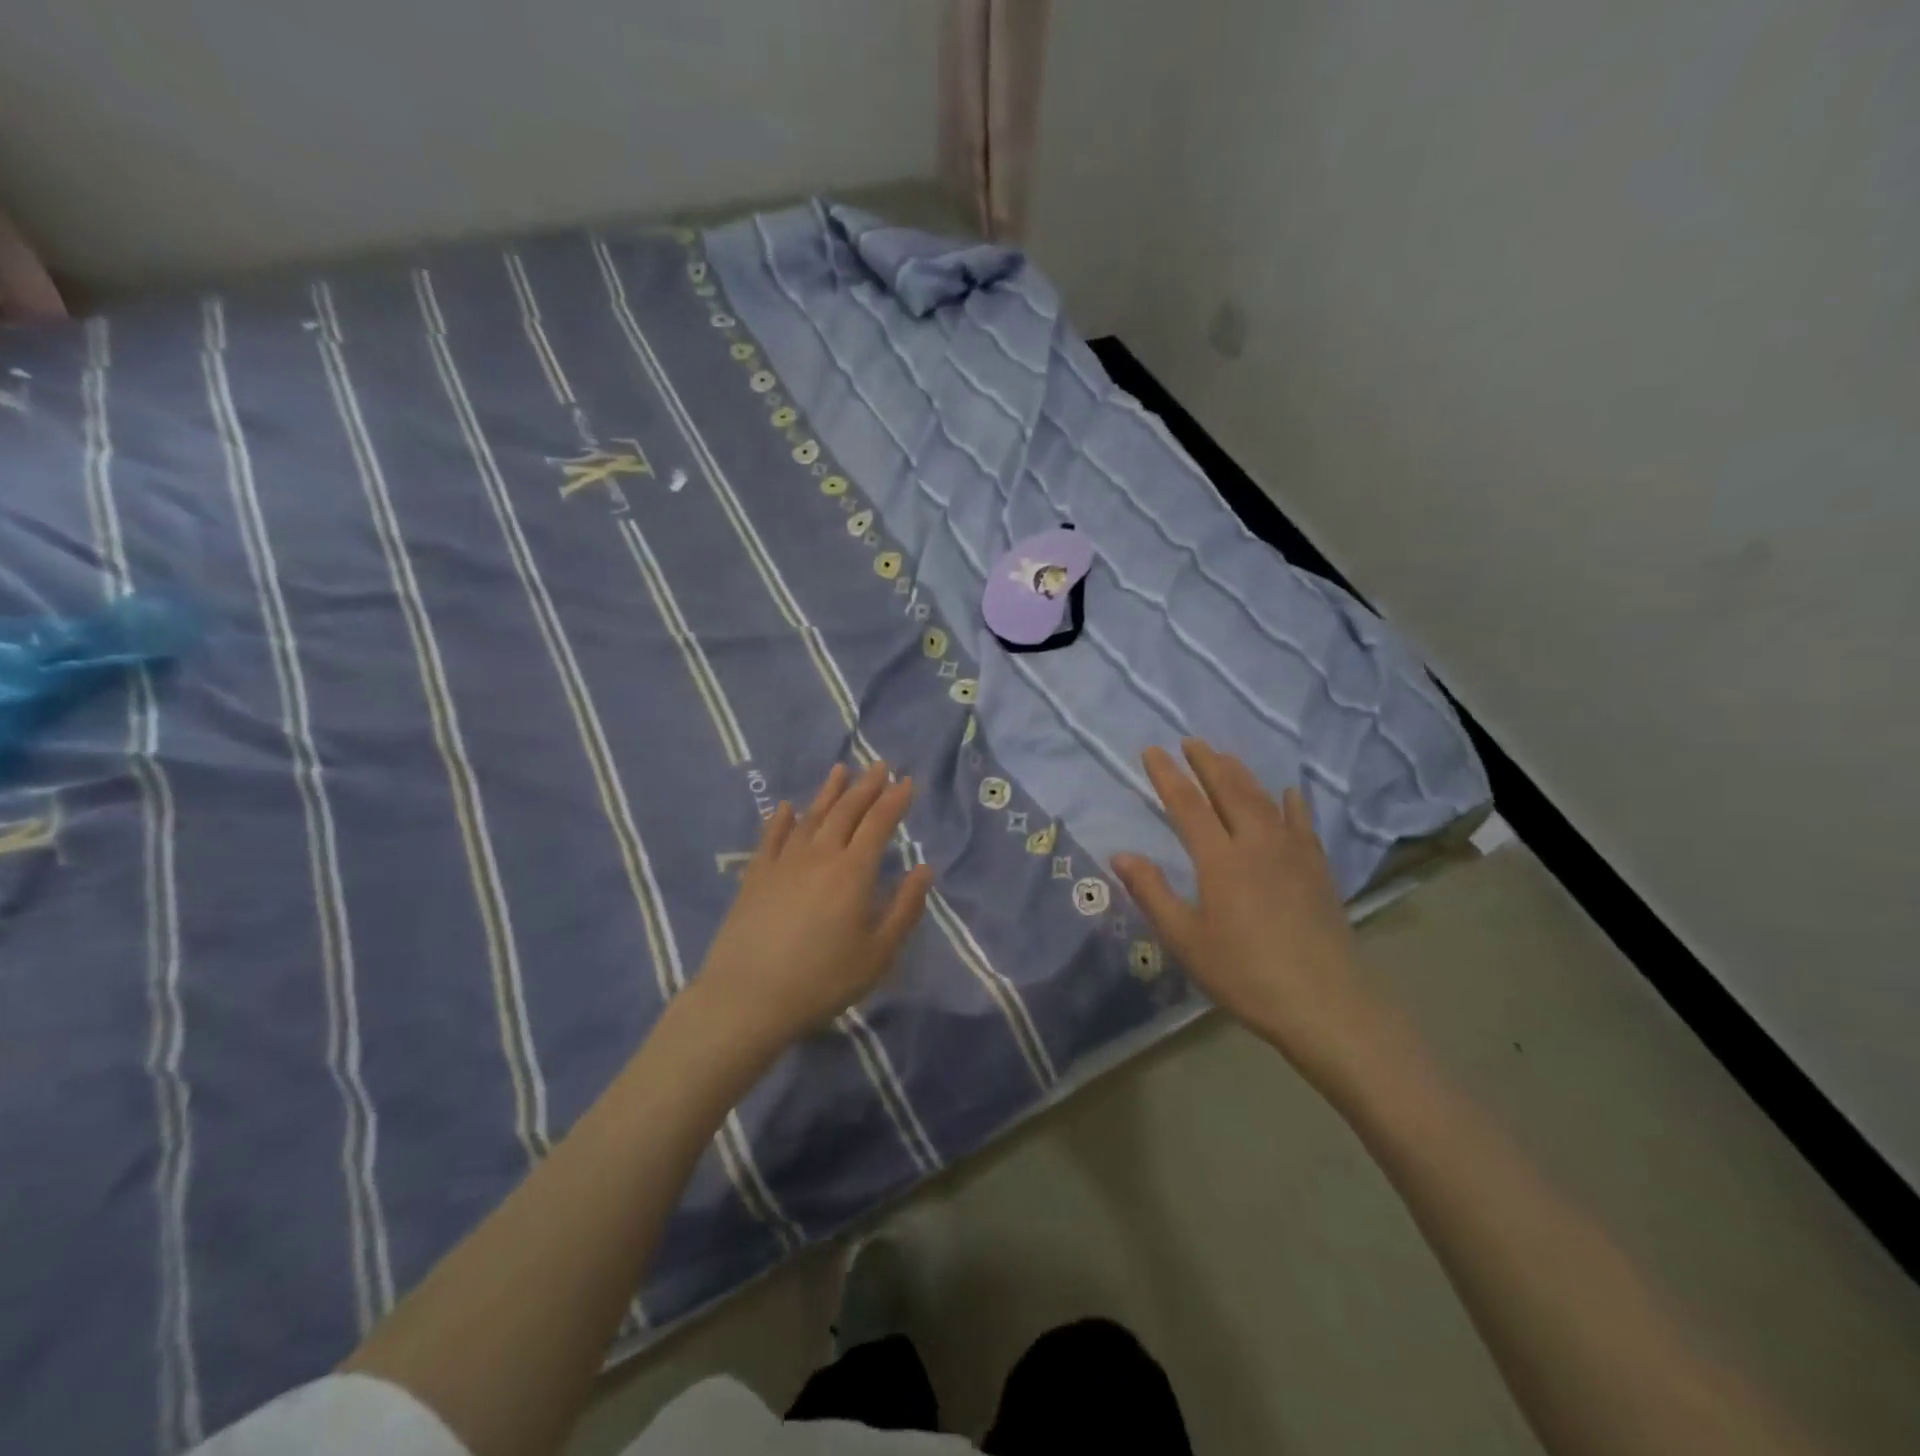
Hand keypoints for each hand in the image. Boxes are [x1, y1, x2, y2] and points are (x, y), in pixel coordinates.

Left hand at [692, 762, 933, 1051]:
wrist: (748, 997)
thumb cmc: (823, 980)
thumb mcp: (878, 954)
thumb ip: (904, 908)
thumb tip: (924, 869)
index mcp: (853, 871)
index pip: (878, 823)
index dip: (894, 800)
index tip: (906, 781)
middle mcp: (820, 855)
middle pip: (846, 811)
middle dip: (866, 786)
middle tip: (879, 766)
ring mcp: (783, 862)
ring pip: (810, 816)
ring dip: (828, 792)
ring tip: (841, 771)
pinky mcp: (755, 876)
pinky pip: (771, 837)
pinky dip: (780, 819)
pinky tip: (784, 807)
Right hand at [1113, 740, 1378, 1085]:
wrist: (1325, 1003)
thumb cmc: (1244, 974)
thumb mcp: (1186, 939)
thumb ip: (1152, 893)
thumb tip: (1120, 855)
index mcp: (1220, 859)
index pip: (1188, 805)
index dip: (1168, 776)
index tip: (1152, 752)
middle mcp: (1256, 844)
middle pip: (1229, 790)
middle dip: (1207, 762)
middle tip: (1190, 741)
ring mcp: (1292, 854)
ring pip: (1264, 800)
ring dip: (1242, 774)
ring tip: (1226, 757)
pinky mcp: (1318, 869)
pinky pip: (1302, 823)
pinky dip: (1291, 803)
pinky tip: (1288, 794)